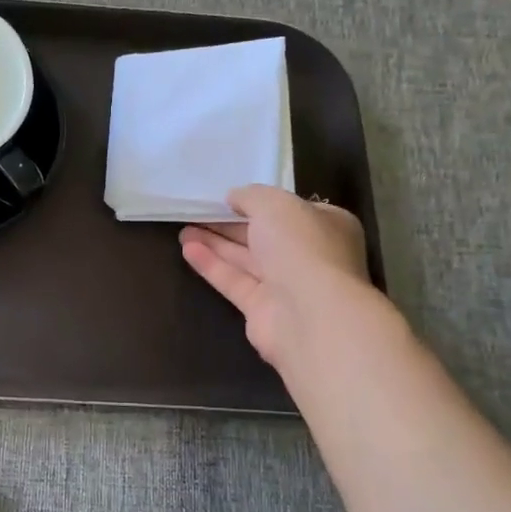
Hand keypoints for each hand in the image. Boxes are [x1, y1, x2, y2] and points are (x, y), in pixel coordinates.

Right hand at [179, 185, 373, 370]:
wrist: (310, 314)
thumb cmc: (302, 248)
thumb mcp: (274, 204)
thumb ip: (251, 196)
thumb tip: (234, 198)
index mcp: (326, 226)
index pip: (290, 211)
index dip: (259, 203)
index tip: (228, 198)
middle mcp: (308, 255)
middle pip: (263, 235)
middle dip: (229, 224)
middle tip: (197, 213)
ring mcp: (286, 285)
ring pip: (246, 259)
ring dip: (215, 243)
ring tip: (184, 230)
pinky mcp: (262, 309)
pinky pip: (234, 281)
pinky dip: (211, 265)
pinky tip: (187, 250)